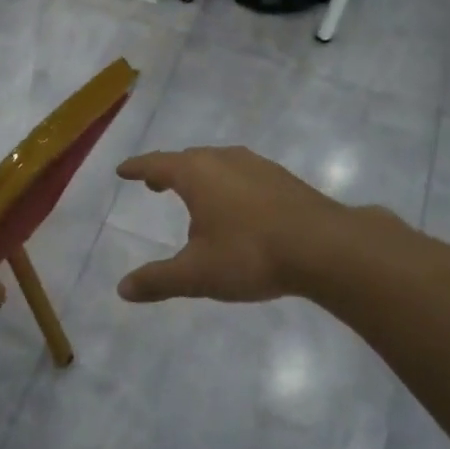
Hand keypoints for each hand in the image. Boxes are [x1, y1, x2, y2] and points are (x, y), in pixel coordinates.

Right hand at [114, 147, 364, 303]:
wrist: (327, 247)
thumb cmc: (251, 254)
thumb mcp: (197, 274)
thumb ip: (158, 280)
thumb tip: (122, 289)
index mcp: (197, 174)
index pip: (157, 164)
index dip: (137, 168)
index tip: (123, 170)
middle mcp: (225, 160)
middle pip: (188, 159)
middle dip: (168, 171)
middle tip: (155, 184)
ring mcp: (258, 166)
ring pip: (219, 164)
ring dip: (200, 176)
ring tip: (195, 194)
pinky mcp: (284, 179)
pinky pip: (243, 174)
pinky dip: (228, 184)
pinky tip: (238, 206)